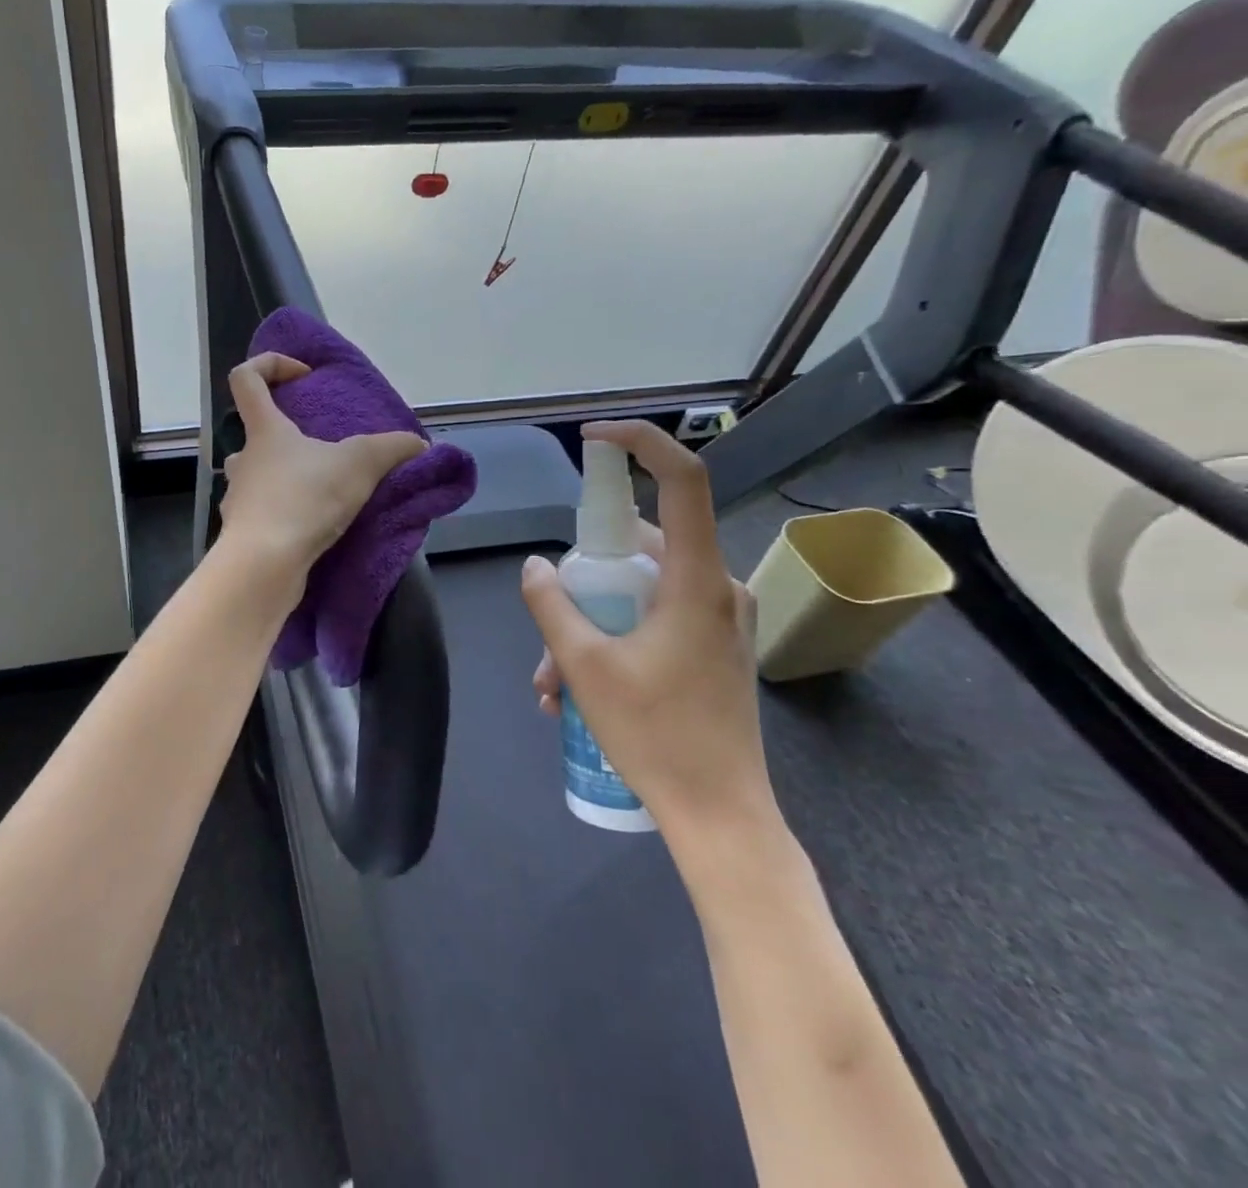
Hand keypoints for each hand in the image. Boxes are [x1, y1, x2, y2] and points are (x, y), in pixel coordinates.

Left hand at [216, 353, 429, 575]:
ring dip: (283, 478)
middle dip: (285, 437)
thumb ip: (392, 448)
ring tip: (320, 490)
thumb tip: (419, 443)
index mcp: (264, 430)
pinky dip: (284, 515)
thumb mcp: (360, 464)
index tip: (302, 377)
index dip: (270, 365)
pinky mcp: (242, 534)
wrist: (265, 565)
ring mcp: (238, 498)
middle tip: (319, 450)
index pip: (246, 378)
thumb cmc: (305, 499)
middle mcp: (243, 459)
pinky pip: (262, 514)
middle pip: (253, 433)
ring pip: (256, 477)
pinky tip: (312, 526)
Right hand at [519, 420, 772, 845]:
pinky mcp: (712, 644)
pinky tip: (574, 688)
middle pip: (640, 545)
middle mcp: (716, 587)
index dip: (641, 444)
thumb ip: (553, 607)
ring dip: (589, 619)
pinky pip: (653, 615)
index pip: (684, 482)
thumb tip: (535, 567)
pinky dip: (612, 636)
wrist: (721, 817)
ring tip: (550, 681)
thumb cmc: (656, 737)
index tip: (594, 439)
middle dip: (583, 578)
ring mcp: (718, 618)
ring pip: (639, 588)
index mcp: (696, 581)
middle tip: (547, 626)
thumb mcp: (585, 668)